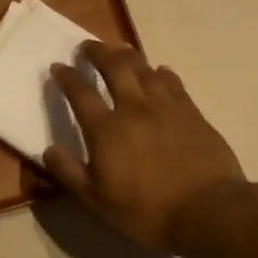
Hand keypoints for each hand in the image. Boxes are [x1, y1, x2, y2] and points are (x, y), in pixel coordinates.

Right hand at [44, 42, 257, 252]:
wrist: (209, 211)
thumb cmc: (147, 211)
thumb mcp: (97, 201)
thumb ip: (69, 173)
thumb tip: (48, 150)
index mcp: (106, 130)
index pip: (80, 93)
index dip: (67, 76)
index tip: (58, 66)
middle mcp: (134, 109)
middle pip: (115, 67)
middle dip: (98, 52)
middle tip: (88, 46)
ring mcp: (167, 108)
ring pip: (145, 69)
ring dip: (129, 56)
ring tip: (121, 51)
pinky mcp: (193, 113)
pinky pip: (173, 83)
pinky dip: (162, 73)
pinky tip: (160, 72)